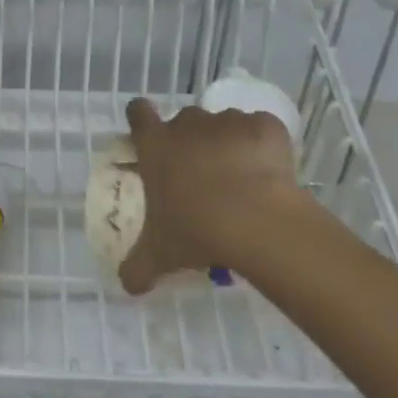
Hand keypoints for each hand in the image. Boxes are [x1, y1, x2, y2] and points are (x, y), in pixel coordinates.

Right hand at [117, 96, 316, 294]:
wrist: (256, 220)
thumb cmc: (196, 230)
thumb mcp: (160, 254)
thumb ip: (138, 266)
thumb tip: (127, 285)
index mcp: (156, 145)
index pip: (138, 113)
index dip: (141, 119)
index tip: (149, 134)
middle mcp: (188, 124)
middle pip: (185, 122)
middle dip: (191, 142)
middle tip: (201, 177)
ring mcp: (229, 121)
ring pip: (225, 125)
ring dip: (228, 144)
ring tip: (241, 181)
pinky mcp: (265, 127)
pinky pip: (261, 130)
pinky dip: (264, 146)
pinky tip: (270, 174)